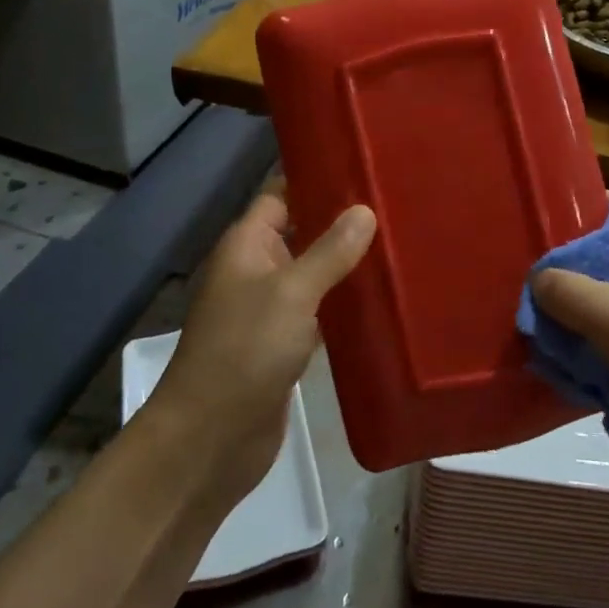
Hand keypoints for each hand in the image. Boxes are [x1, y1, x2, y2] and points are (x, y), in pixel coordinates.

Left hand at [145, 193, 375, 504]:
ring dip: (346, 264)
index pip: (281, 195)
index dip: (316, 179)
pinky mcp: (284, 345)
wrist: (210, 440)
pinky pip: (318, 312)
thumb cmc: (245, 351)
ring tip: (398, 244)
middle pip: (301, 232)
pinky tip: (382, 298)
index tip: (363, 168)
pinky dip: (343, 304)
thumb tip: (364, 210)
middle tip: (395, 205)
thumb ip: (329, 251)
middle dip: (341, 222)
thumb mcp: (291, 292)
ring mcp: (270, 310)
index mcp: (247, 245)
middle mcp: (257, 270)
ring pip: (313, 273)